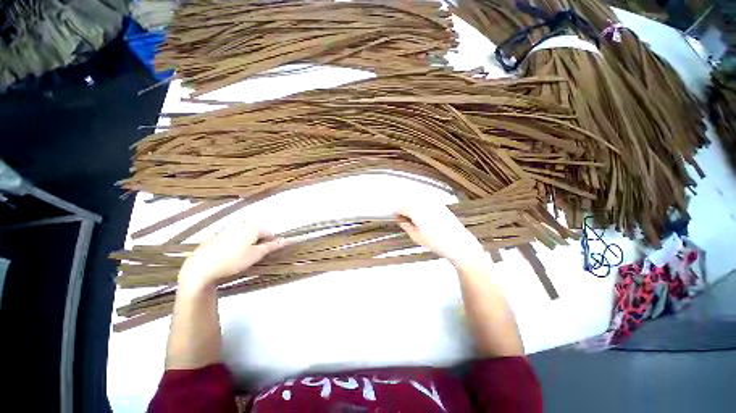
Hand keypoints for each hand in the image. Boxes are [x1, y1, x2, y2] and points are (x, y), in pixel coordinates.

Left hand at [178, 221, 286, 290]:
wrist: (201, 267)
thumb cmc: (233, 261)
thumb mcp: (256, 255)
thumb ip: (271, 246)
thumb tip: (285, 240)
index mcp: (253, 227)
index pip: (269, 233)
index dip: (270, 243)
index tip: (264, 254)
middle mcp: (242, 224)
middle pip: (257, 232)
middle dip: (258, 242)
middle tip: (253, 256)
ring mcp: (228, 228)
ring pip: (245, 234)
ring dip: (248, 243)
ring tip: (241, 256)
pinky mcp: (218, 235)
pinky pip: (233, 237)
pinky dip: (236, 243)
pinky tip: (229, 255)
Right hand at [396, 204, 486, 266]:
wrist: (459, 244)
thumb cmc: (438, 242)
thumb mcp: (416, 236)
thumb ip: (405, 225)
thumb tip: (399, 219)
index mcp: (416, 210)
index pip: (400, 207)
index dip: (396, 213)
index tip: (395, 218)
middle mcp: (424, 203)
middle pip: (408, 202)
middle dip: (403, 209)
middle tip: (402, 219)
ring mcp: (433, 203)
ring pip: (417, 201)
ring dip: (412, 208)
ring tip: (412, 219)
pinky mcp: (440, 206)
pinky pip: (426, 203)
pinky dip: (421, 208)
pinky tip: (422, 217)